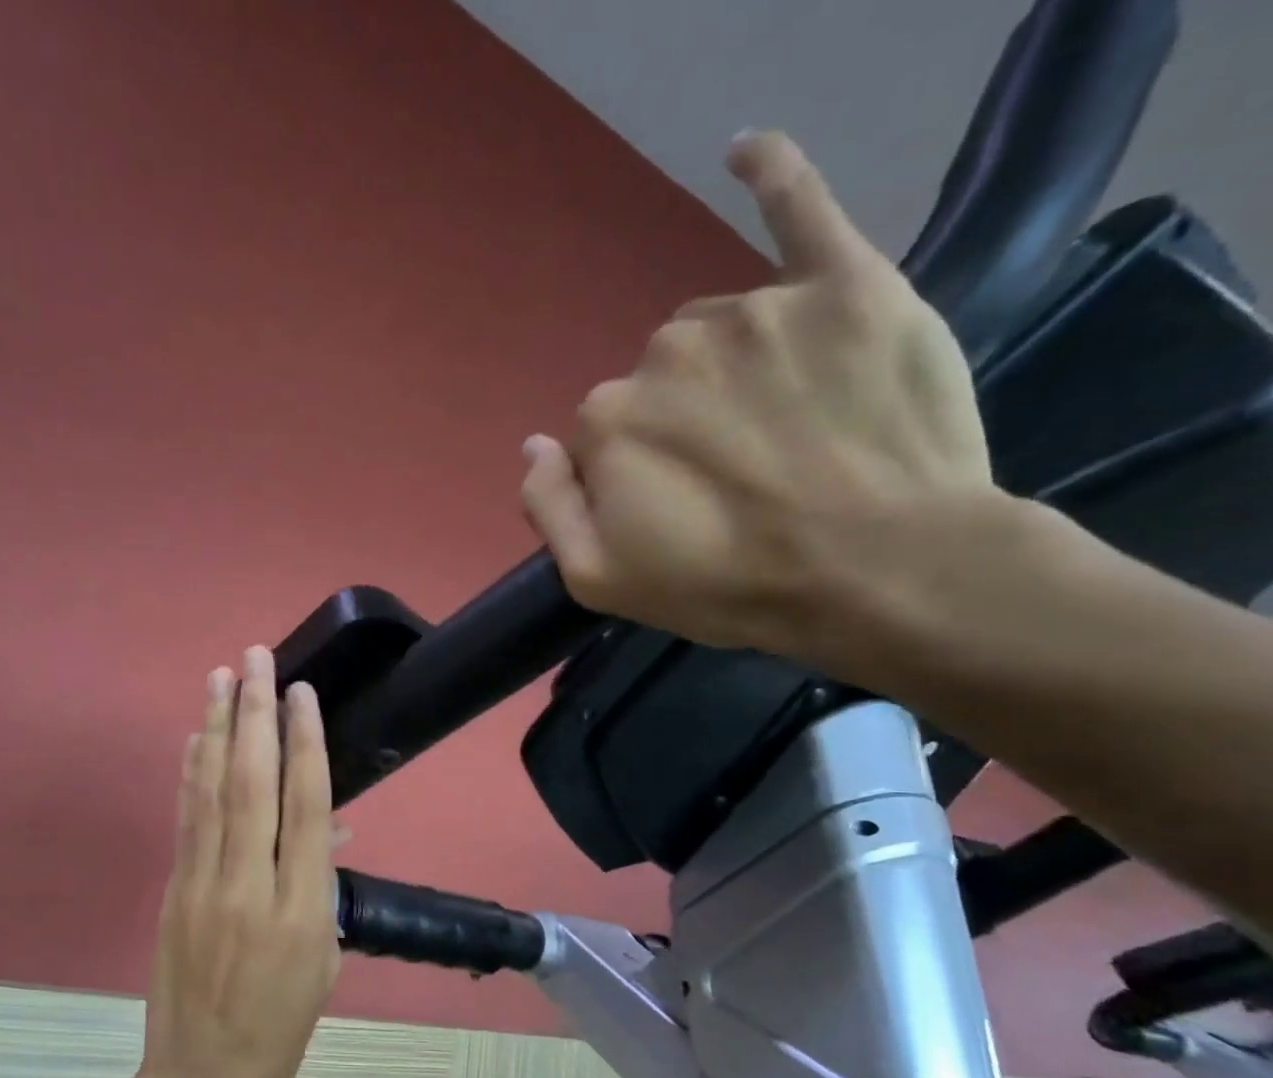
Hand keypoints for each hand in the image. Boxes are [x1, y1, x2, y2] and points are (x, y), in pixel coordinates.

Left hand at [134, 646, 341, 1077]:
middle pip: (253, 783)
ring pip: (211, 791)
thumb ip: (323, 885)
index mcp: (302, 908)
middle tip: (255, 658)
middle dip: (255, 714)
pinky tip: (196, 737)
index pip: (307, 807)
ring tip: (220, 677)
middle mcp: (251, 885)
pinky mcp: (173, 890)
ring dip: (217, 728)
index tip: (300, 694)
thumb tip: (327, 829)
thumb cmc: (282, 1023)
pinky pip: (186, 819)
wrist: (206, 1073)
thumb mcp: (324, 958)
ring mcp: (204, 885)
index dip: (305, 744)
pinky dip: (190, 772)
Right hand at [521, 130, 1018, 681]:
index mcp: (608, 421)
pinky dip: (771, 174)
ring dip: (732, 370)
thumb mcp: (600, 581)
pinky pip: (800, 209)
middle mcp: (667, 351)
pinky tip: (742, 152)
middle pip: (658, 380)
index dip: (635, 478)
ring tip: (787, 429)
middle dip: (682, 424)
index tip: (677, 513)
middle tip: (737, 480)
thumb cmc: (728, 587)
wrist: (882, 572)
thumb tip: (531, 444)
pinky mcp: (844, 285)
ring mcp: (755, 311)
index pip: (601, 436)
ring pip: (719, 331)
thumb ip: (548, 510)